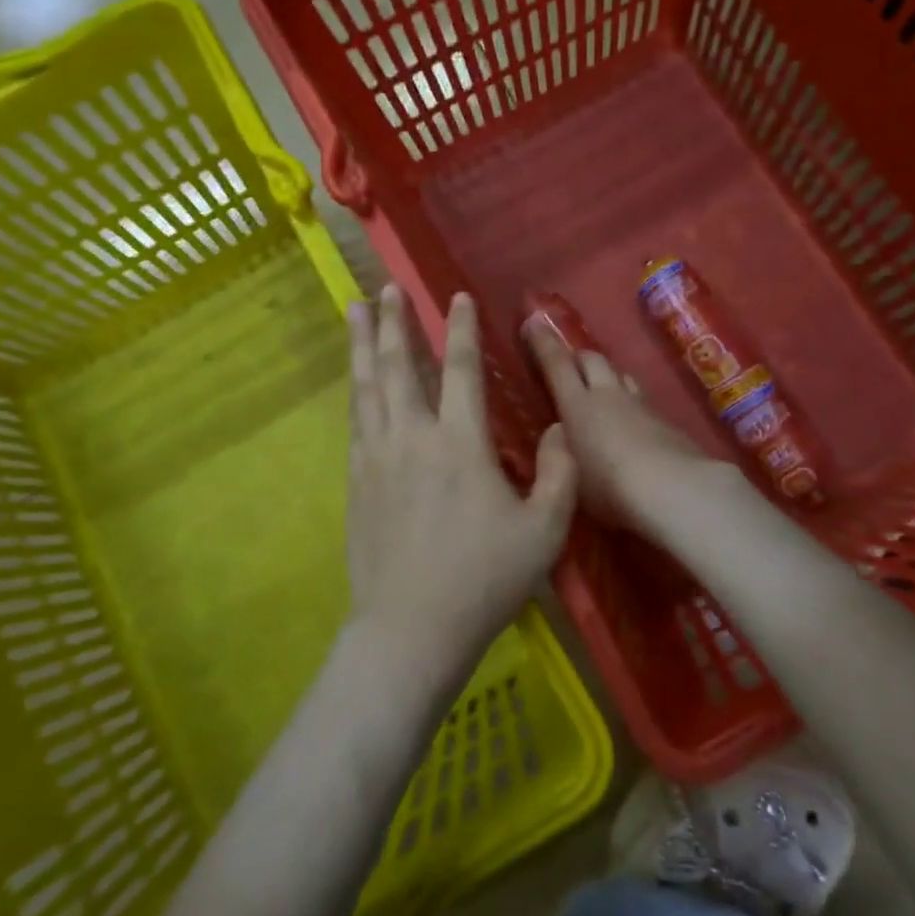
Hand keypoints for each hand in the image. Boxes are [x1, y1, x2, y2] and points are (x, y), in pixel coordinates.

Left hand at [346, 285, 577, 687]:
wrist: (411, 628)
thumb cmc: (483, 580)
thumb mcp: (545, 532)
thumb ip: (559, 474)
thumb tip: (560, 428)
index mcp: (461, 444)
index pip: (461, 370)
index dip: (460, 329)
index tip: (455, 296)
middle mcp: (413, 437)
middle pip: (398, 366)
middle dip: (393, 322)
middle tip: (385, 287)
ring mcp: (377, 457)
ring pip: (368, 387)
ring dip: (362, 345)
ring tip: (353, 310)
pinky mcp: (356, 480)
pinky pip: (355, 420)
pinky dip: (356, 390)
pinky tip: (356, 381)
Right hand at [522, 316, 717, 537]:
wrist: (674, 488)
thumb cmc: (609, 486)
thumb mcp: (570, 474)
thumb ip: (562, 449)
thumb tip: (560, 431)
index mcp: (578, 405)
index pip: (557, 365)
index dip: (544, 343)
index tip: (534, 321)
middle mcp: (609, 395)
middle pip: (593, 359)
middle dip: (578, 357)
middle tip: (568, 363)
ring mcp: (642, 405)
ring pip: (621, 374)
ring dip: (608, 374)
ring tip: (601, 385)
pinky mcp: (667, 420)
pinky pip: (643, 398)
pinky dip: (631, 400)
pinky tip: (632, 417)